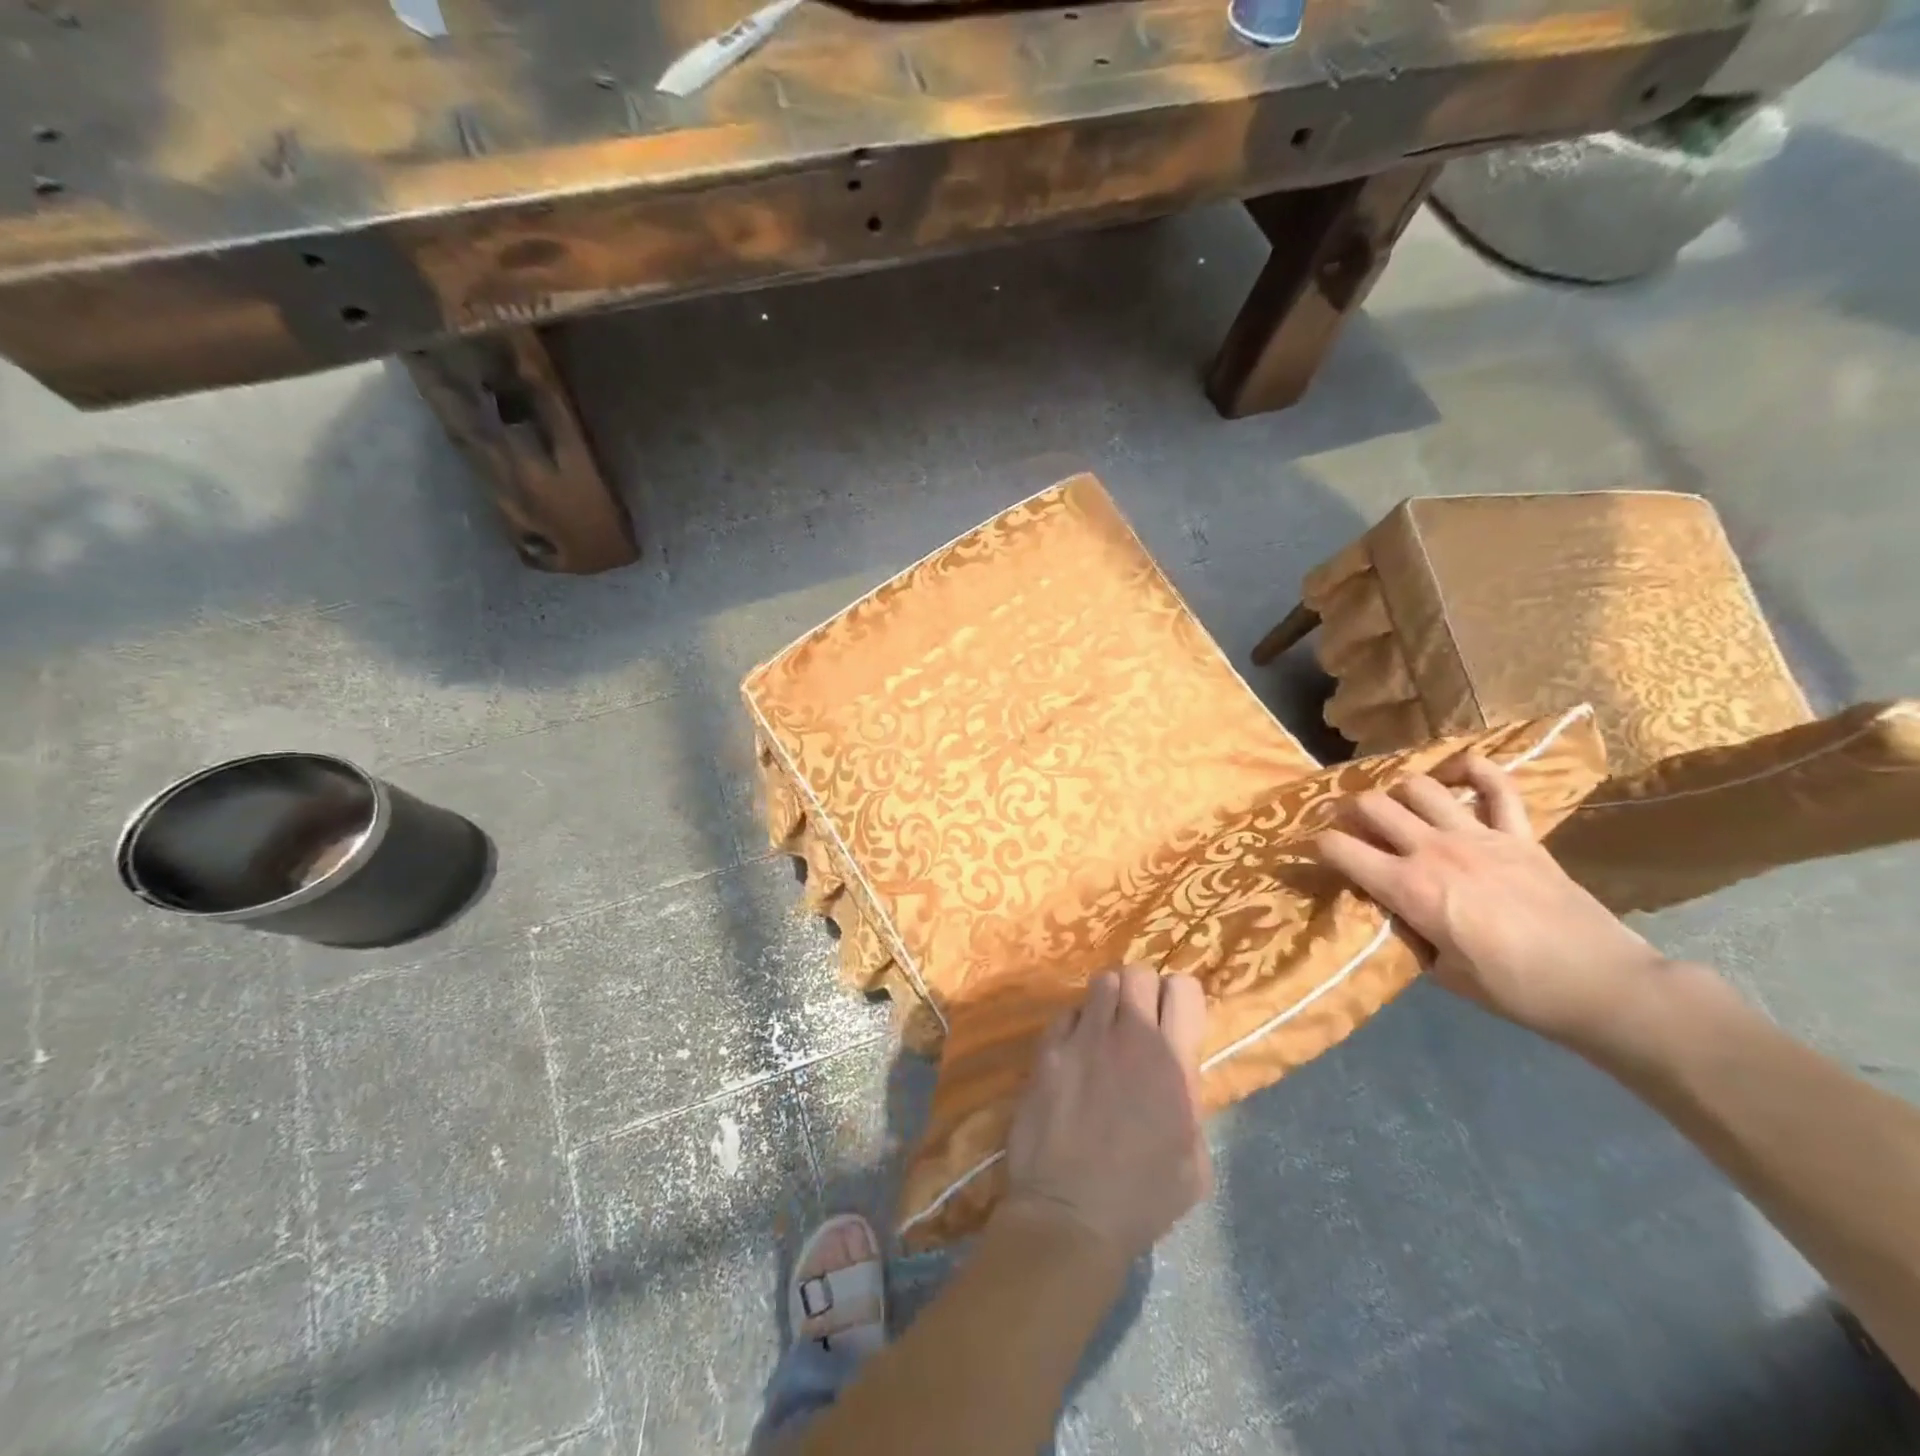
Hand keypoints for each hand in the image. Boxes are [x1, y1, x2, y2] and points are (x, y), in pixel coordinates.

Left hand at [1000, 967, 1210, 1259]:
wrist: (1070, 1213)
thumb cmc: (1142, 1199)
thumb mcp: (1194, 1160)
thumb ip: (1189, 1101)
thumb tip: (1180, 1075)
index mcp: (1172, 1062)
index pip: (1185, 988)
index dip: (1181, 998)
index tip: (1175, 1020)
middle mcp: (1129, 1037)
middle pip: (1138, 972)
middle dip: (1142, 990)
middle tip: (1138, 1022)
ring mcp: (1083, 1038)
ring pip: (1100, 982)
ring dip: (1107, 1001)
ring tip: (1104, 1031)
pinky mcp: (1048, 1049)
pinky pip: (1066, 1013)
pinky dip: (1074, 1025)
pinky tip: (1074, 1052)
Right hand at [1313, 755, 1669, 1048]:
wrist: (1602, 986)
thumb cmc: (1514, 990)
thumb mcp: (1442, 972)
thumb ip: (1409, 932)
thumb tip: (1394, 910)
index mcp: (1409, 888)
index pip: (1339, 849)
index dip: (1315, 847)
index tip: (1311, 853)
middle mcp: (1434, 850)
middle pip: (1372, 805)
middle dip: (1349, 812)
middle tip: (1350, 827)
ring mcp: (1479, 836)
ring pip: (1420, 787)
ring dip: (1399, 792)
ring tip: (1399, 808)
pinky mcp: (1520, 835)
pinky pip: (1497, 786)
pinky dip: (1475, 770)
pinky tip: (1459, 772)